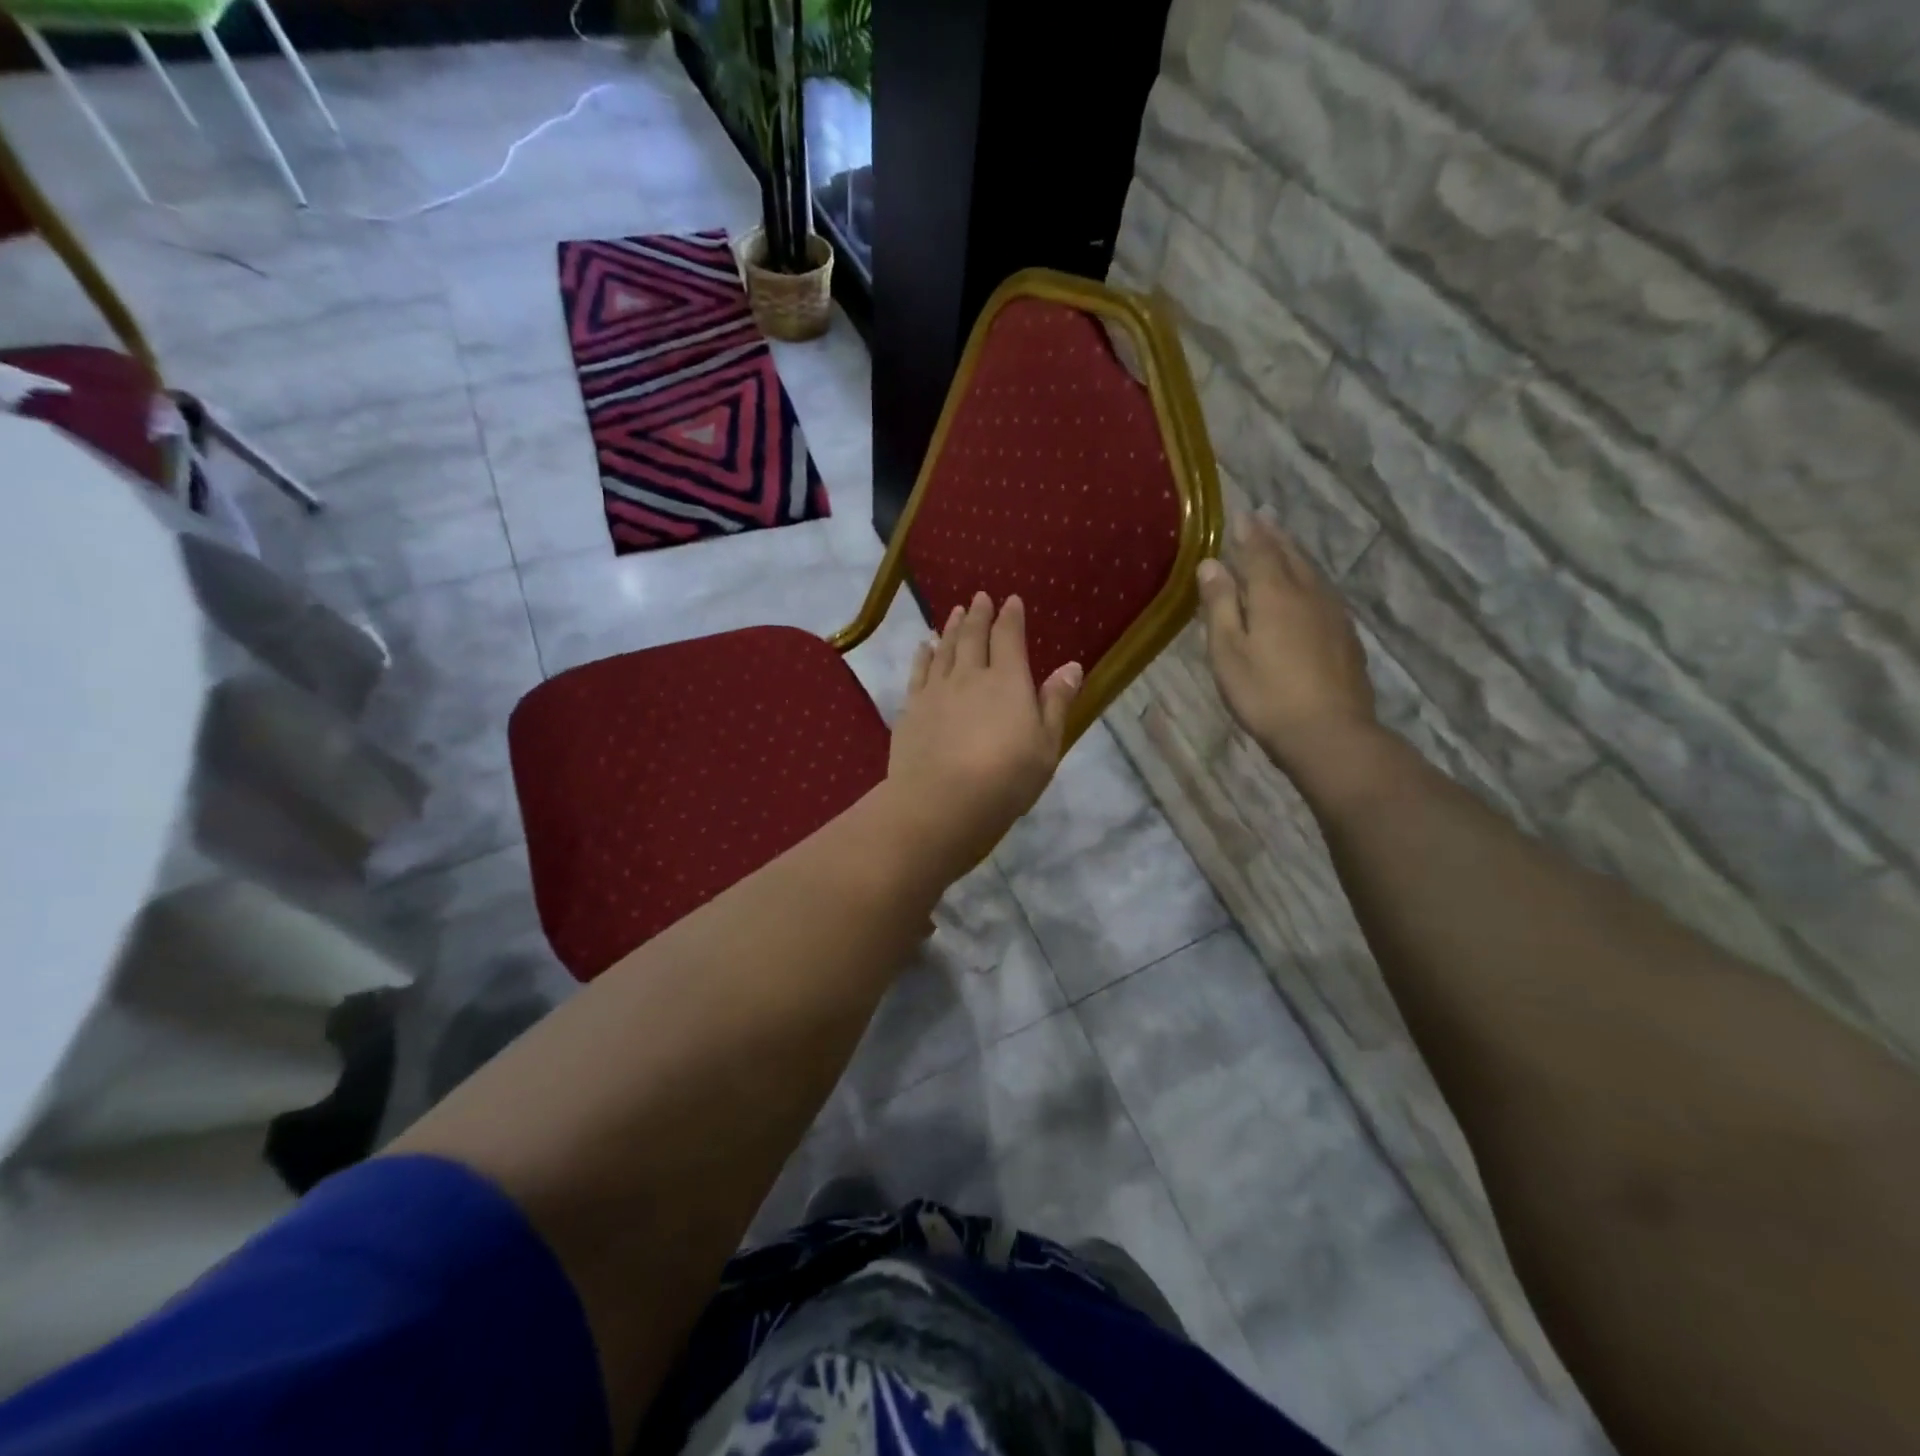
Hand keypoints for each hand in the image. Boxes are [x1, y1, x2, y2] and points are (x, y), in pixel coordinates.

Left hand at [885, 592, 1081, 877]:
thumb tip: (1071, 665)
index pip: (1009, 638)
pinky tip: (924, 648)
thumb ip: (1056, 703)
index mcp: (1008, 681)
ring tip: (954, 612)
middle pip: (972, 636)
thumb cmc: (1006, 778)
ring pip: (944, 649)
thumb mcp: (1046, 745)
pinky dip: (923, 655)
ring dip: (950, 628)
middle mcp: (969, 676)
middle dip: (978, 614)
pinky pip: (918, 672)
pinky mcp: (911, 709)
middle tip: (979, 597)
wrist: (942, 802)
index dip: (1011, 617)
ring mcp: (936, 691)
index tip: (1011, 600)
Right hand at [1196, 512, 1378, 779]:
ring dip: (1295, 556)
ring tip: (1284, 547)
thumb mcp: (1228, 651)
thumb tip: (1210, 564)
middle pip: (1291, 556)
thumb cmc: (1265, 693)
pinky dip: (1310, 581)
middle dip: (1275, 538)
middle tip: (1264, 521)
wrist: (1328, 732)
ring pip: (1312, 574)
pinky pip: (1325, 594)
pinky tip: (1308, 592)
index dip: (1249, 533)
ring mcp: (1333, 615)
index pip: (1260, 551)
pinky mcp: (1346, 637)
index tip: (1242, 515)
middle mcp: (1308, 594)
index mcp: (1275, 594)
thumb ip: (1220, 605)